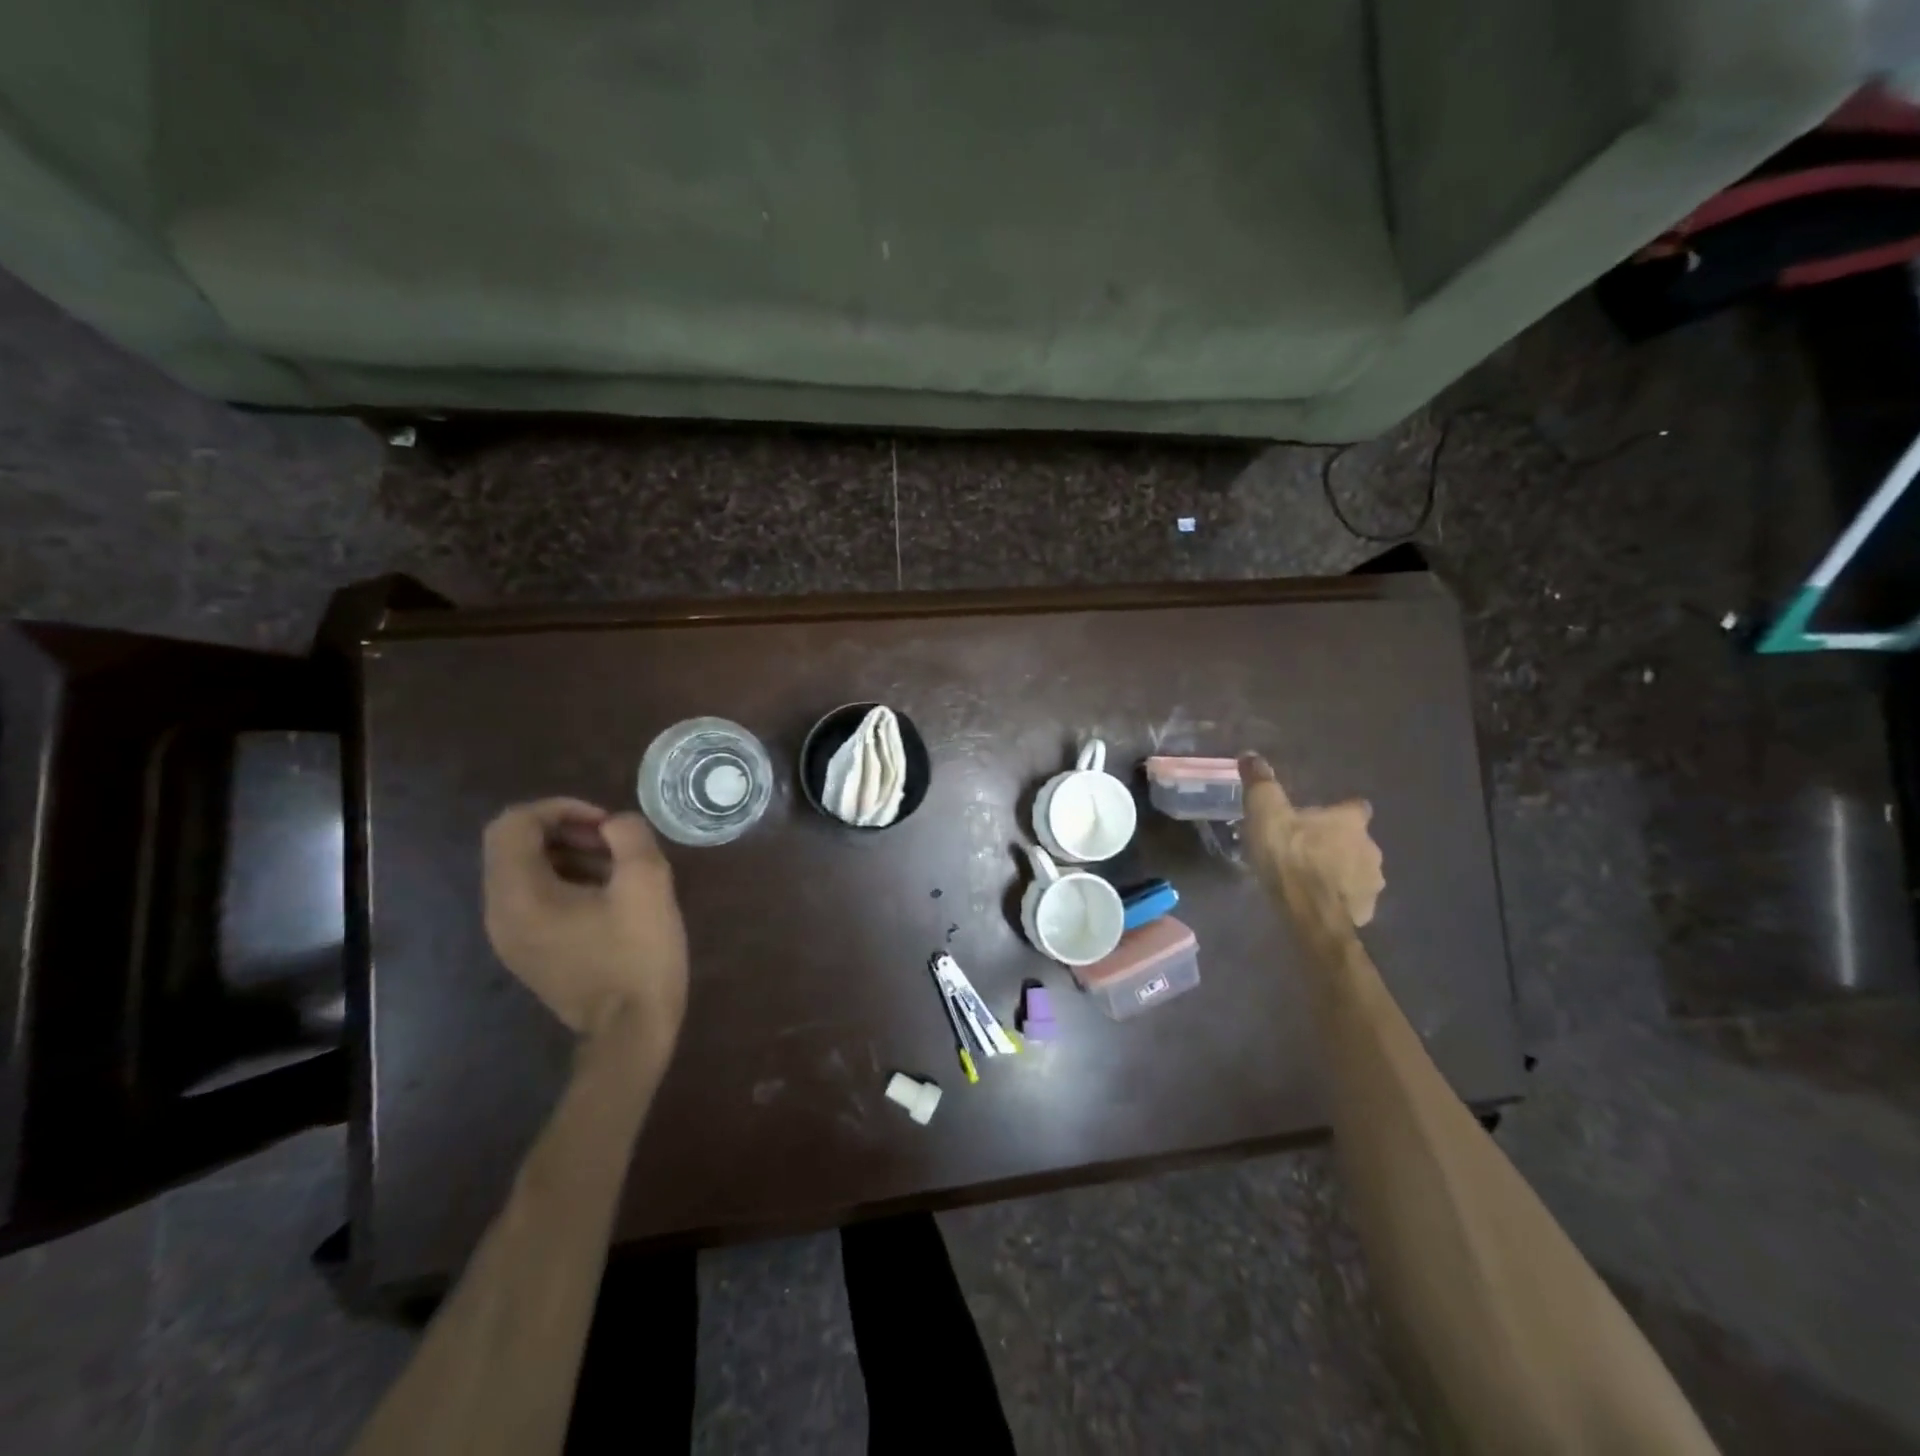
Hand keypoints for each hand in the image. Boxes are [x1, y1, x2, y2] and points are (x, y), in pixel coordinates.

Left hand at [483, 798, 689, 1051]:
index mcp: (520, 895)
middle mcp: (500, 914)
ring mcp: (510, 937)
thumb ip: (630, 837)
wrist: (631, 1032)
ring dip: (568, 854)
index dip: (559, 808)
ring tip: (618, 866)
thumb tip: (614, 825)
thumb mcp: (648, 885)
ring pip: (525, 871)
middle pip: (514, 846)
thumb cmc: (638, 956)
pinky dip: (565, 881)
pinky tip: (608, 896)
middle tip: (614, 841)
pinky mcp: (529, 952)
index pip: (513, 824)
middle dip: (565, 830)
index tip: (605, 822)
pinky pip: (534, 898)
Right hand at [1239, 754, 1383, 926]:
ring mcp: (1372, 882)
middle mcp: (1371, 847)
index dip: (1340, 811)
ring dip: (1339, 872)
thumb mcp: (1266, 814)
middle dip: (1336, 843)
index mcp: (1351, 821)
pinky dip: (1338, 898)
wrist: (1310, 915)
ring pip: (1356, 870)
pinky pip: (1352, 899)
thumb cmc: (1290, 858)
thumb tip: (1251, 754)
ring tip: (1309, 879)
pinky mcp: (1366, 911)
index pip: (1356, 807)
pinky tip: (1317, 902)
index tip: (1321, 817)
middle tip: (1306, 849)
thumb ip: (1261, 784)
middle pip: (1356, 840)